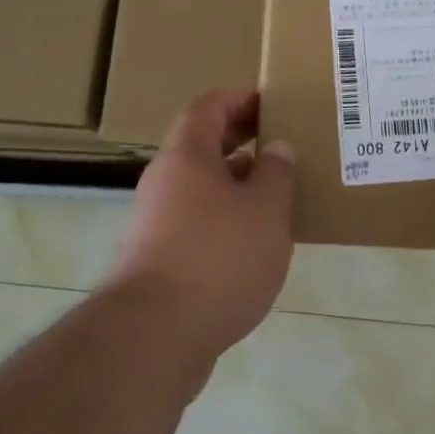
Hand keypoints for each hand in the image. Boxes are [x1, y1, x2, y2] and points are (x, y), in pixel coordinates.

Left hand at [105, 86, 295, 365]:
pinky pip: (197, 221)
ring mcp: (156, 222)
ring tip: (277, 190)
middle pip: (202, 144)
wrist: (155, 337)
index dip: (238, 96)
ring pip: (201, 186)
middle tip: (280, 138)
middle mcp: (165, 181)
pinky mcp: (158, 260)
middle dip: (240, 137)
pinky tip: (255, 240)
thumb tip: (277, 148)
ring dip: (236, 181)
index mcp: (187, 155)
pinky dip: (226, 217)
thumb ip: (277, 173)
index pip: (208, 106)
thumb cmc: (217, 258)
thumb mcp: (265, 209)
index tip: (270, 97)